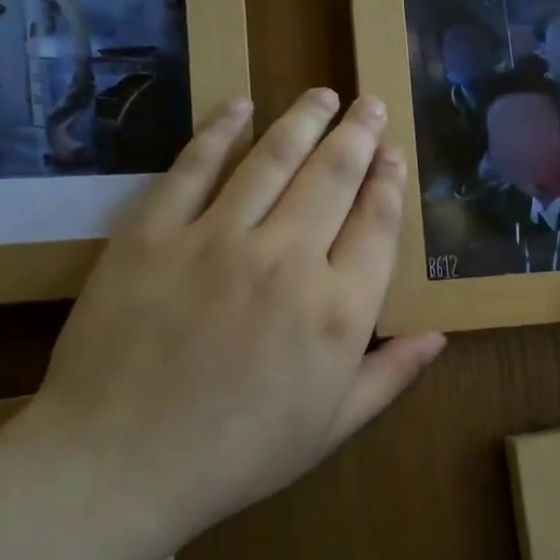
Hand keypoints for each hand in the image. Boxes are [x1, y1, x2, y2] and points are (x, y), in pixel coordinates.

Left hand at [18, 90, 445, 537]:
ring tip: (323, 94)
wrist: (118, 465)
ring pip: (272, 159)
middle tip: (369, 103)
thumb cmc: (240, 454)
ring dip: (303, 120)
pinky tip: (239, 105)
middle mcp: (288, 259)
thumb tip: (440, 337)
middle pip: (333, 177)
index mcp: (339, 310)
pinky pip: (193, 168)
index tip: (393, 154)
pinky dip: (219, 131)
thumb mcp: (333, 426)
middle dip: (358, 134)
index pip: (377, 223)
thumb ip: (390, 375)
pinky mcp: (154, 234)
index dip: (389, 182)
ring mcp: (217, 240)